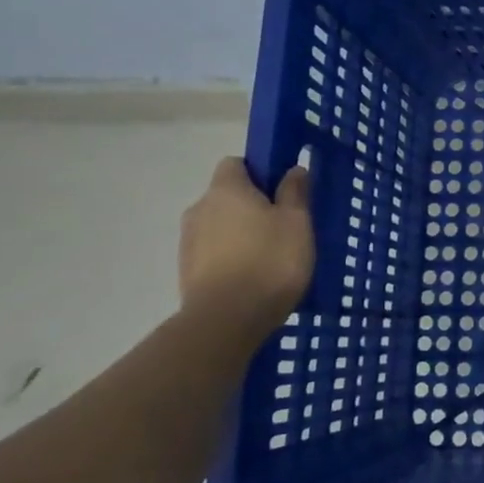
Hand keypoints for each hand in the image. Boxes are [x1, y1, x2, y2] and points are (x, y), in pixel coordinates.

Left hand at [179, 158, 313, 339]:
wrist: (227, 319)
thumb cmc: (270, 261)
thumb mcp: (297, 222)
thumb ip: (295, 192)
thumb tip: (293, 169)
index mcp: (226, 189)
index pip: (236, 164)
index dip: (259, 172)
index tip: (282, 191)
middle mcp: (200, 208)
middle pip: (227, 197)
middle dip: (251, 207)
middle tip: (283, 228)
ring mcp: (188, 241)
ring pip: (220, 226)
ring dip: (241, 235)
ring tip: (270, 259)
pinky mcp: (186, 271)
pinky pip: (214, 253)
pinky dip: (231, 259)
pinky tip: (253, 279)